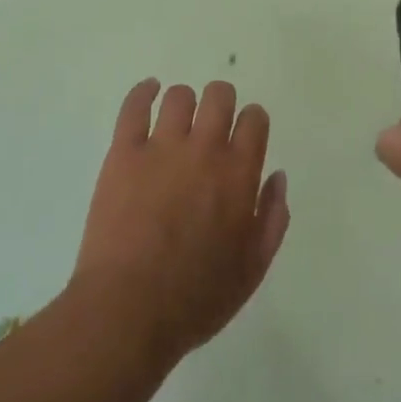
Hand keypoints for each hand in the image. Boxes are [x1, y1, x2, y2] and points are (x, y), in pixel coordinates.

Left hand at [71, 79, 289, 364]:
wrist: (128, 310)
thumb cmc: (197, 297)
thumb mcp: (253, 268)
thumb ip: (272, 217)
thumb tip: (277, 176)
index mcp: (240, 173)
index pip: (254, 119)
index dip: (252, 121)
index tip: (245, 135)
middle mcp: (205, 149)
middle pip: (219, 96)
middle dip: (222, 103)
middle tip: (213, 125)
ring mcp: (161, 147)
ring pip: (180, 96)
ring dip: (186, 103)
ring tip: (179, 121)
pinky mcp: (123, 153)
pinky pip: (135, 106)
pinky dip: (144, 91)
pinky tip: (149, 91)